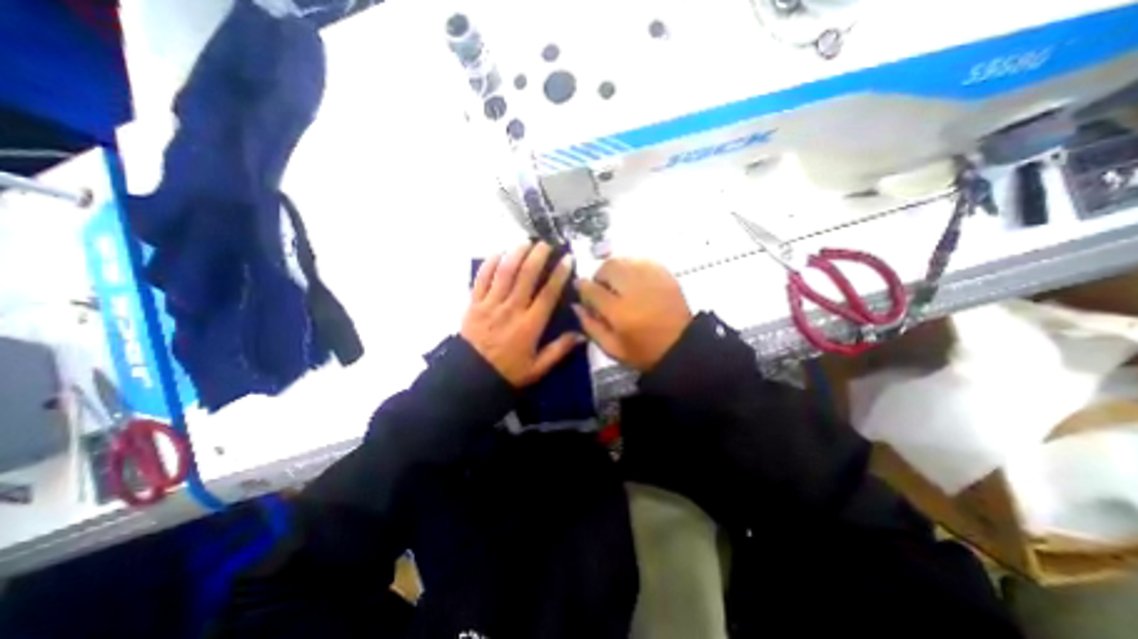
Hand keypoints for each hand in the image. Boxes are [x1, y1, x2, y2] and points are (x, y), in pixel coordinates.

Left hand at [458, 241, 581, 385]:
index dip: (559, 274)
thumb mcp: (537, 368)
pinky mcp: (474, 304)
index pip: (547, 294)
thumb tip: (581, 335)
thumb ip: (559, 350)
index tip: (567, 259)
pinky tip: (498, 253)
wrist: (471, 378)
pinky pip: (481, 279)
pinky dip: (489, 264)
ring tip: (525, 242)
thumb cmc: (507, 372)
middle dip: (537, 256)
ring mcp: (490, 304)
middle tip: (545, 244)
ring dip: (516, 254)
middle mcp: (511, 309)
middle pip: (526, 276)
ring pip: (504, 273)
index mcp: (529, 325)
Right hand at [573, 258, 687, 371]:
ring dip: (615, 269)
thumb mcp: (612, 348)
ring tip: (618, 284)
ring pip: (624, 259)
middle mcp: (634, 289)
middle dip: (599, 275)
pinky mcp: (665, 274)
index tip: (581, 289)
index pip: (592, 289)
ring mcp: (651, 278)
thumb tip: (577, 305)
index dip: (582, 287)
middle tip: (602, 289)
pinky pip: (641, 260)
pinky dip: (631, 266)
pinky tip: (634, 280)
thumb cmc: (644, 352)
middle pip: (608, 267)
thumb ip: (590, 326)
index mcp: (619, 312)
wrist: (683, 347)